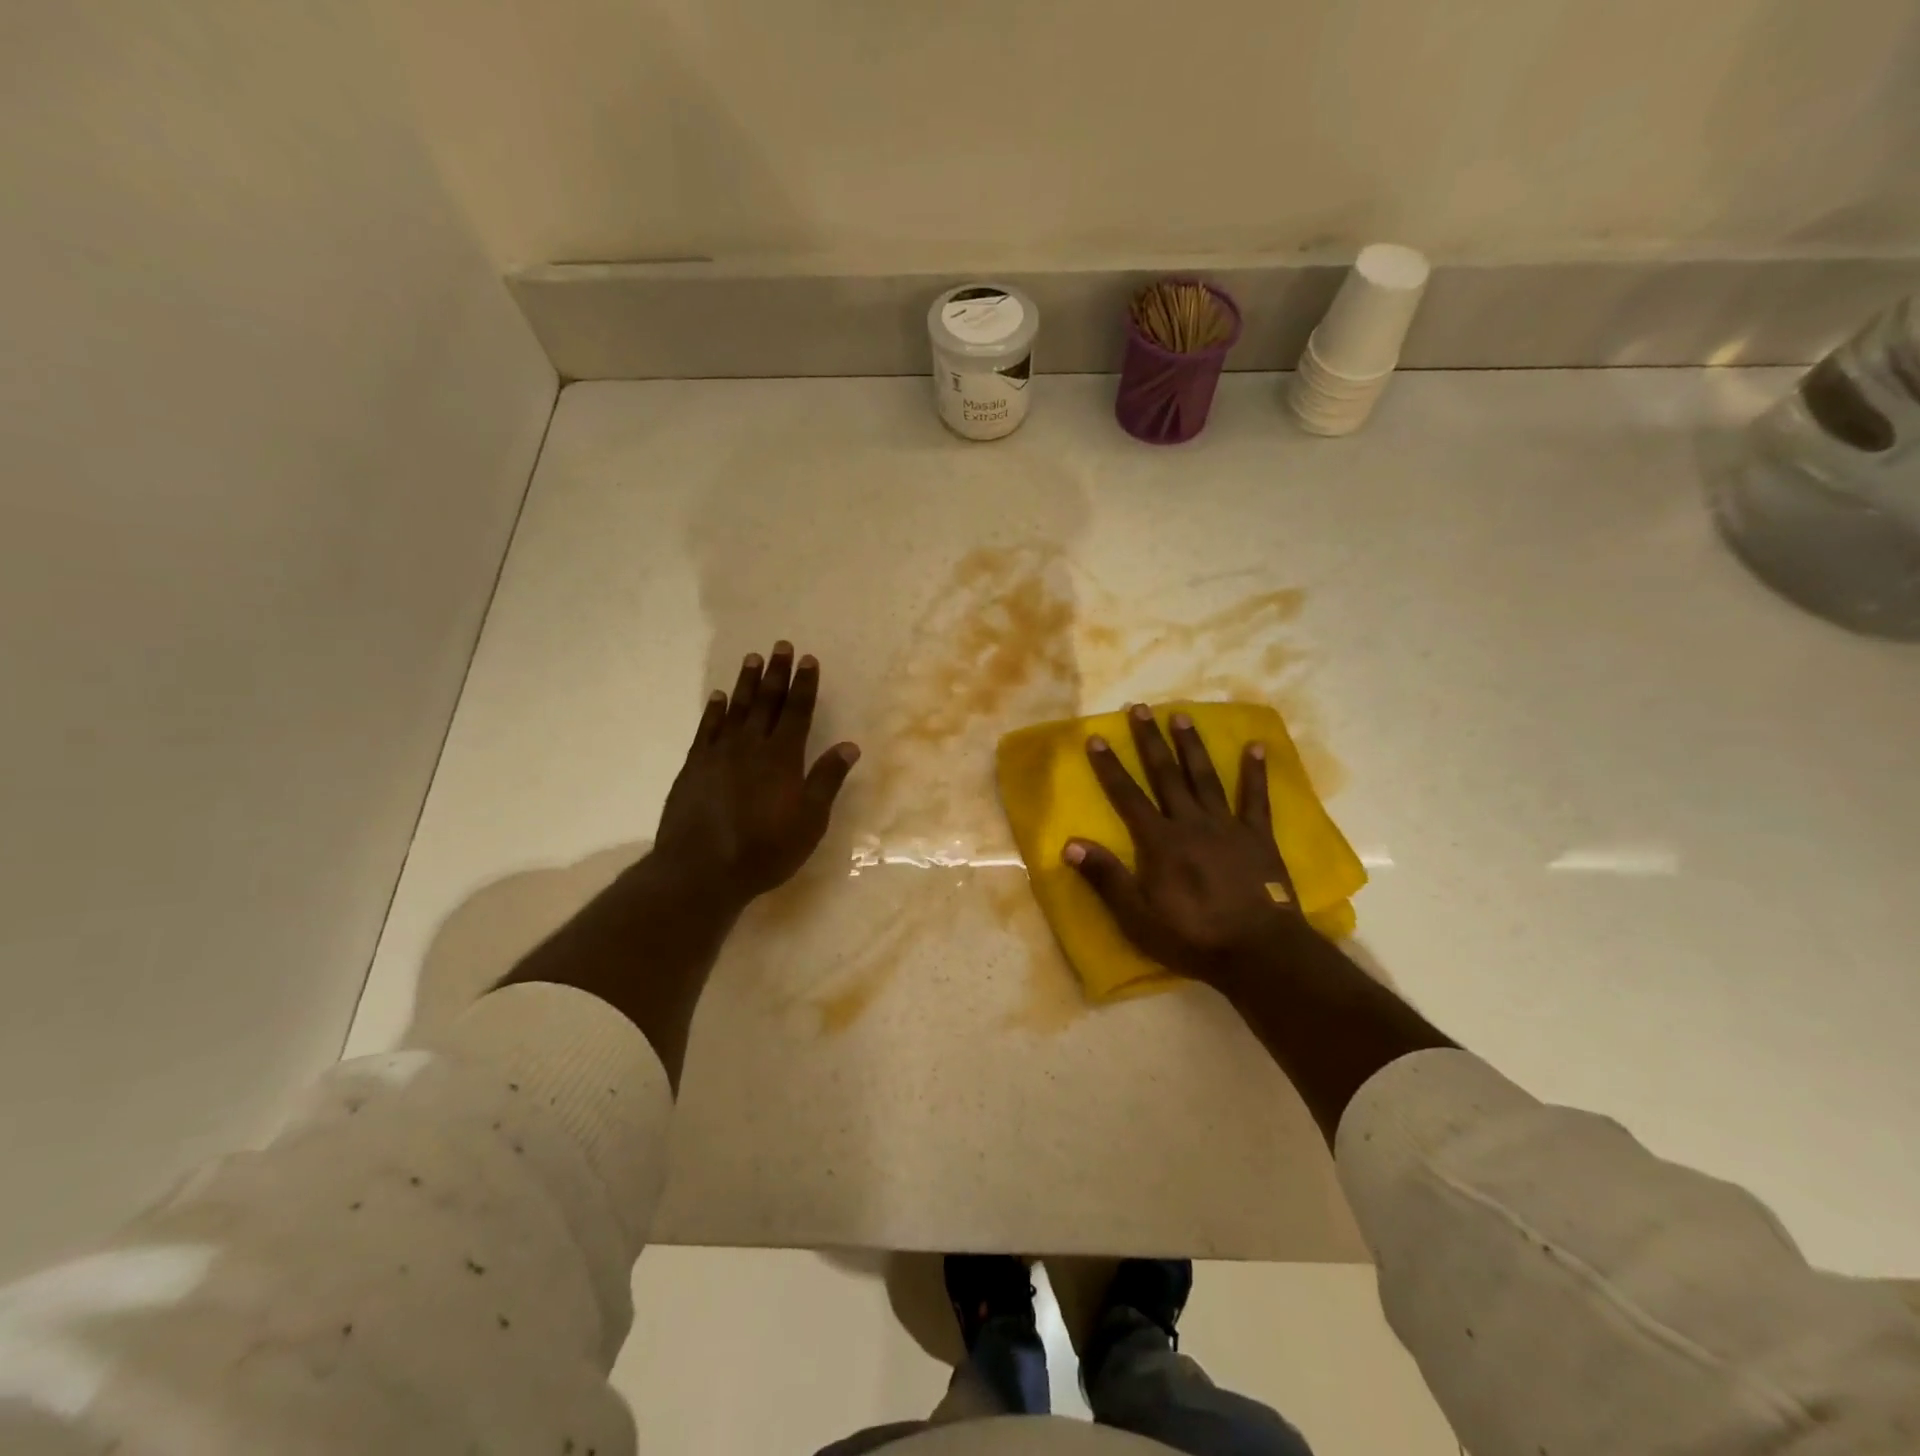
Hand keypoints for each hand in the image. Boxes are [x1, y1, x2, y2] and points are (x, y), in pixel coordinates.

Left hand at [654, 642, 859, 908]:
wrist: (701, 870)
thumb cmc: (765, 849)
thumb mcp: (810, 821)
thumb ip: (827, 780)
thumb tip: (849, 745)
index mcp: (783, 757)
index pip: (797, 712)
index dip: (804, 685)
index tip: (808, 660)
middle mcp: (751, 746)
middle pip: (766, 702)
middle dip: (776, 673)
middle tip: (780, 646)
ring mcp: (719, 754)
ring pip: (736, 709)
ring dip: (746, 683)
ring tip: (752, 658)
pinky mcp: (694, 766)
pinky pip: (707, 728)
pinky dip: (714, 710)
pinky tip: (718, 697)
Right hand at [1065, 704, 1306, 986]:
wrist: (1258, 952)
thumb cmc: (1192, 936)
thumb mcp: (1137, 916)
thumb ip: (1106, 877)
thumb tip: (1069, 844)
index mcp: (1159, 841)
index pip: (1127, 796)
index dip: (1110, 767)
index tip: (1097, 737)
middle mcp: (1190, 823)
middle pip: (1166, 775)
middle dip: (1149, 741)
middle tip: (1139, 708)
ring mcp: (1227, 826)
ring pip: (1205, 777)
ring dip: (1191, 746)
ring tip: (1181, 715)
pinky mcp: (1258, 836)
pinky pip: (1256, 798)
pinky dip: (1255, 771)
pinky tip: (1256, 745)